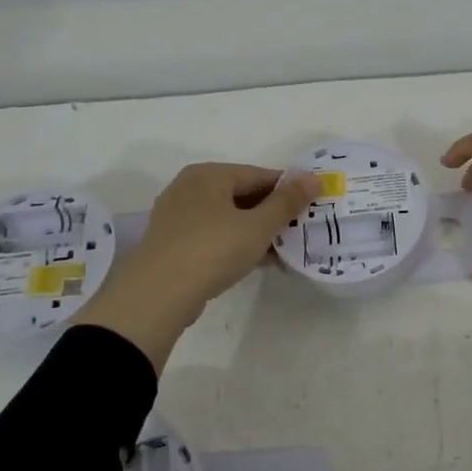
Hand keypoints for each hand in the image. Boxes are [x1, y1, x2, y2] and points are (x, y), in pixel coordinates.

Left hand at [74, 163, 316, 370]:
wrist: (157, 296)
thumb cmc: (212, 249)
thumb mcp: (258, 226)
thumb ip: (287, 201)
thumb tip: (313, 177)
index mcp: (209, 174)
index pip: (259, 175)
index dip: (288, 190)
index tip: (311, 207)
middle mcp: (189, 187)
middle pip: (242, 195)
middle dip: (272, 214)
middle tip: (298, 232)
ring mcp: (177, 216)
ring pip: (228, 217)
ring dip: (256, 232)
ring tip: (282, 252)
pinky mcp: (172, 243)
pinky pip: (213, 235)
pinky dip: (235, 244)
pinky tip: (256, 263)